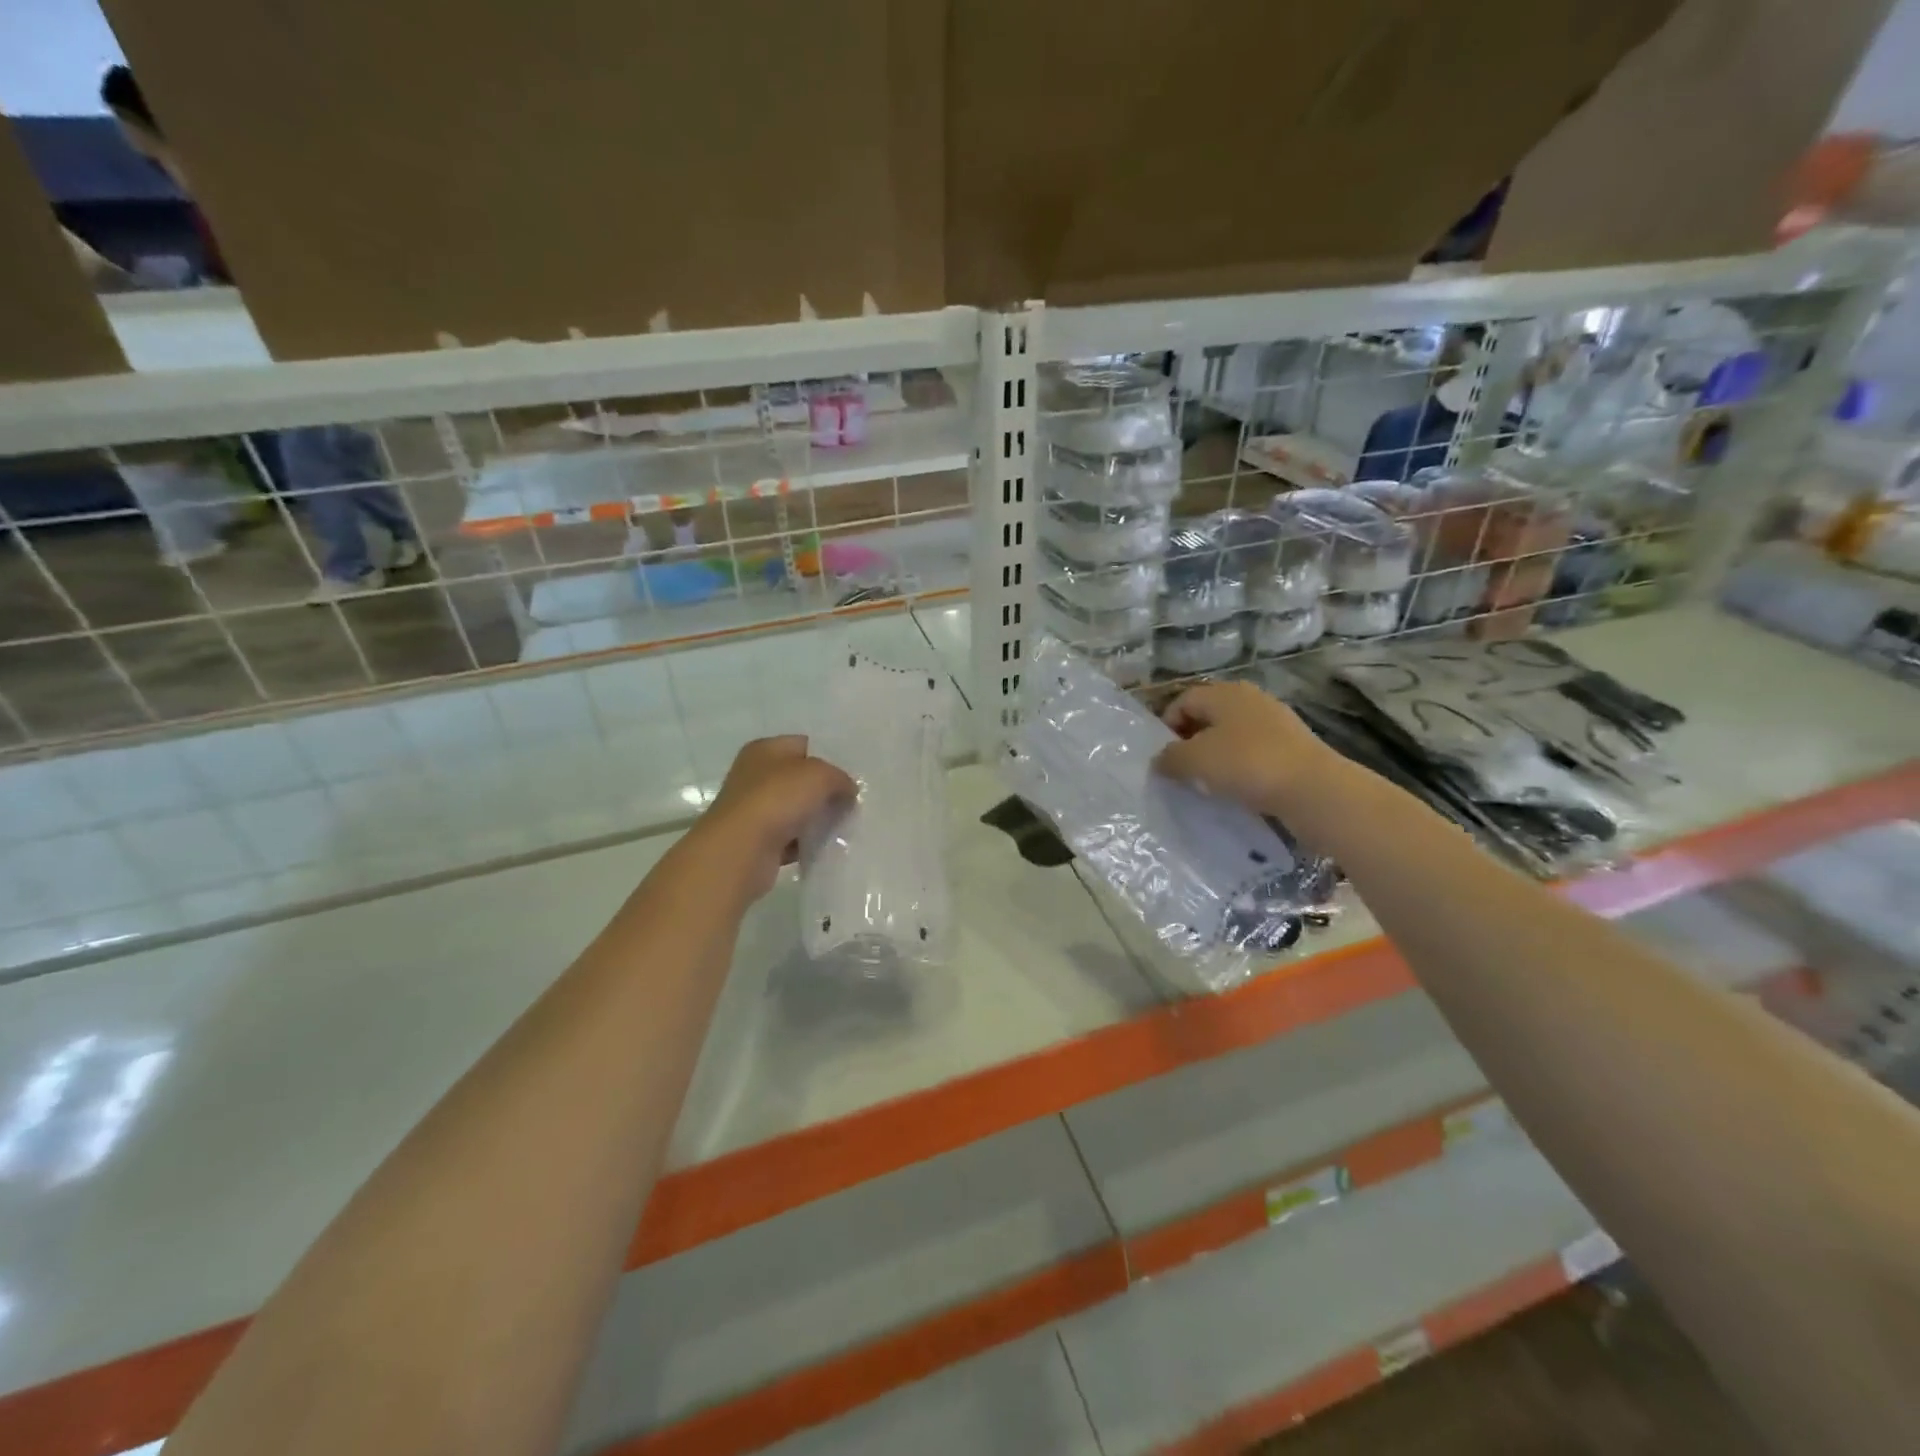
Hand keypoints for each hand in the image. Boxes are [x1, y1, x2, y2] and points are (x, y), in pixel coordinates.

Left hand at [687, 736, 855, 900]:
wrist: (741, 851)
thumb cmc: (777, 799)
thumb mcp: (819, 775)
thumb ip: (839, 777)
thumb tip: (848, 790)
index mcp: (764, 750)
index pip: (804, 745)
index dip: (829, 757)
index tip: (852, 775)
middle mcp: (755, 776)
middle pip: (800, 780)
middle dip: (826, 791)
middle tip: (853, 802)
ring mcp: (754, 810)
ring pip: (797, 810)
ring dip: (817, 819)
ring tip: (846, 826)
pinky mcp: (758, 842)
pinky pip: (791, 839)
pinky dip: (807, 844)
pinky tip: (826, 847)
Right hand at [1153, 681, 1330, 815]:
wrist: (1313, 789)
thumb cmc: (1246, 764)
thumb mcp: (1195, 761)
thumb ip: (1170, 758)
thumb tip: (1160, 760)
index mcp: (1224, 692)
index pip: (1183, 700)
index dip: (1166, 727)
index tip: (1163, 757)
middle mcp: (1250, 699)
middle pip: (1208, 716)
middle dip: (1190, 742)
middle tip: (1182, 770)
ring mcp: (1276, 722)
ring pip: (1232, 735)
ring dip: (1216, 756)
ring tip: (1208, 783)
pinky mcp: (1293, 746)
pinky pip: (1254, 752)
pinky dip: (1240, 767)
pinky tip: (1238, 789)